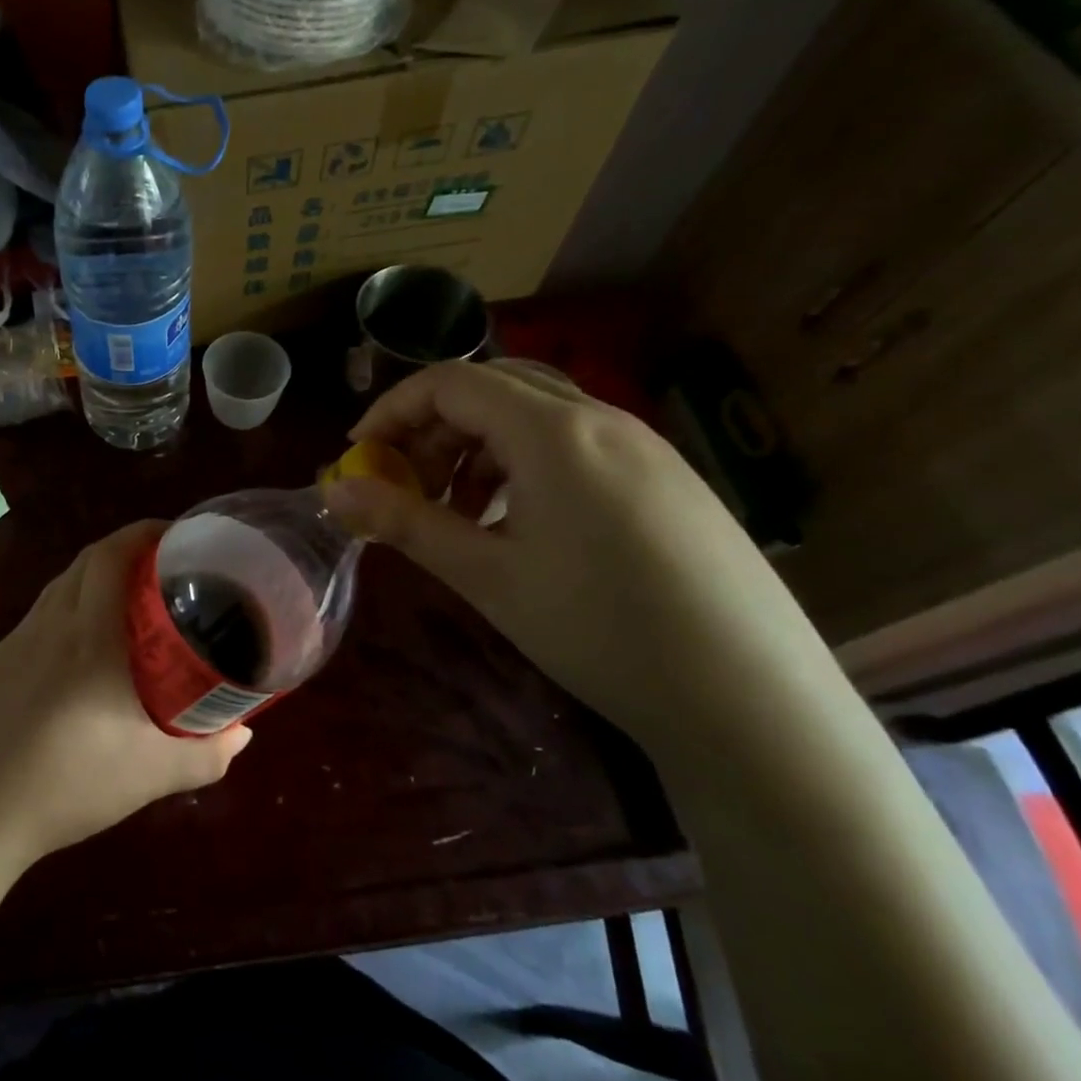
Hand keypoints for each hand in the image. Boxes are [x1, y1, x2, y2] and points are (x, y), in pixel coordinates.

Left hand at [0, 521, 252, 865]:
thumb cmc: (72, 784)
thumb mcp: (153, 775)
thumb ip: (207, 754)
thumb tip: (241, 734)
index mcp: (91, 635)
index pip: (111, 555)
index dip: (143, 532)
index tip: (176, 536)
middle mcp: (51, 624)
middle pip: (86, 560)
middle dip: (125, 550)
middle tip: (163, 569)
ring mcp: (17, 641)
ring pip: (60, 585)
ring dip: (94, 577)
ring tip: (127, 603)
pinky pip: (40, 616)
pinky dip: (68, 608)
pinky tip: (80, 649)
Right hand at [325, 361, 845, 753]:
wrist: (748, 698)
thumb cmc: (598, 630)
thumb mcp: (486, 575)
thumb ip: (404, 522)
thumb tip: (332, 493)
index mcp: (554, 431)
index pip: (450, 382)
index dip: (392, 411)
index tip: (359, 457)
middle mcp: (601, 419)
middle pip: (492, 389)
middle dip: (432, 428)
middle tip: (404, 486)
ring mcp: (643, 446)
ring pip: (535, 415)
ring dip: (477, 448)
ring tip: (458, 513)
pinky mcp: (666, 477)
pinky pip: (575, 444)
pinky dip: (523, 465)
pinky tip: (518, 524)